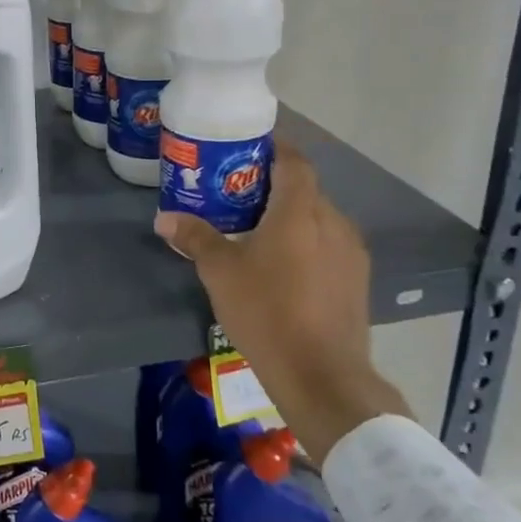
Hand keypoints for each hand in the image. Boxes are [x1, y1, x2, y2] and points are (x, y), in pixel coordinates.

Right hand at [154, 142, 409, 464]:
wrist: (322, 375)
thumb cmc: (266, 311)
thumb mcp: (220, 272)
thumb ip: (195, 238)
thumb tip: (164, 218)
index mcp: (300, 211)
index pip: (293, 162)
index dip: (274, 148)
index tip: (247, 146)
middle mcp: (332, 222)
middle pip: (305, 189)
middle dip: (273, 185)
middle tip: (238, 191)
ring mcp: (350, 253)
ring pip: (318, 218)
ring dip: (291, 216)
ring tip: (256, 228)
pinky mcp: (356, 281)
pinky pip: (328, 245)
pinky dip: (306, 241)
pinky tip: (282, 264)